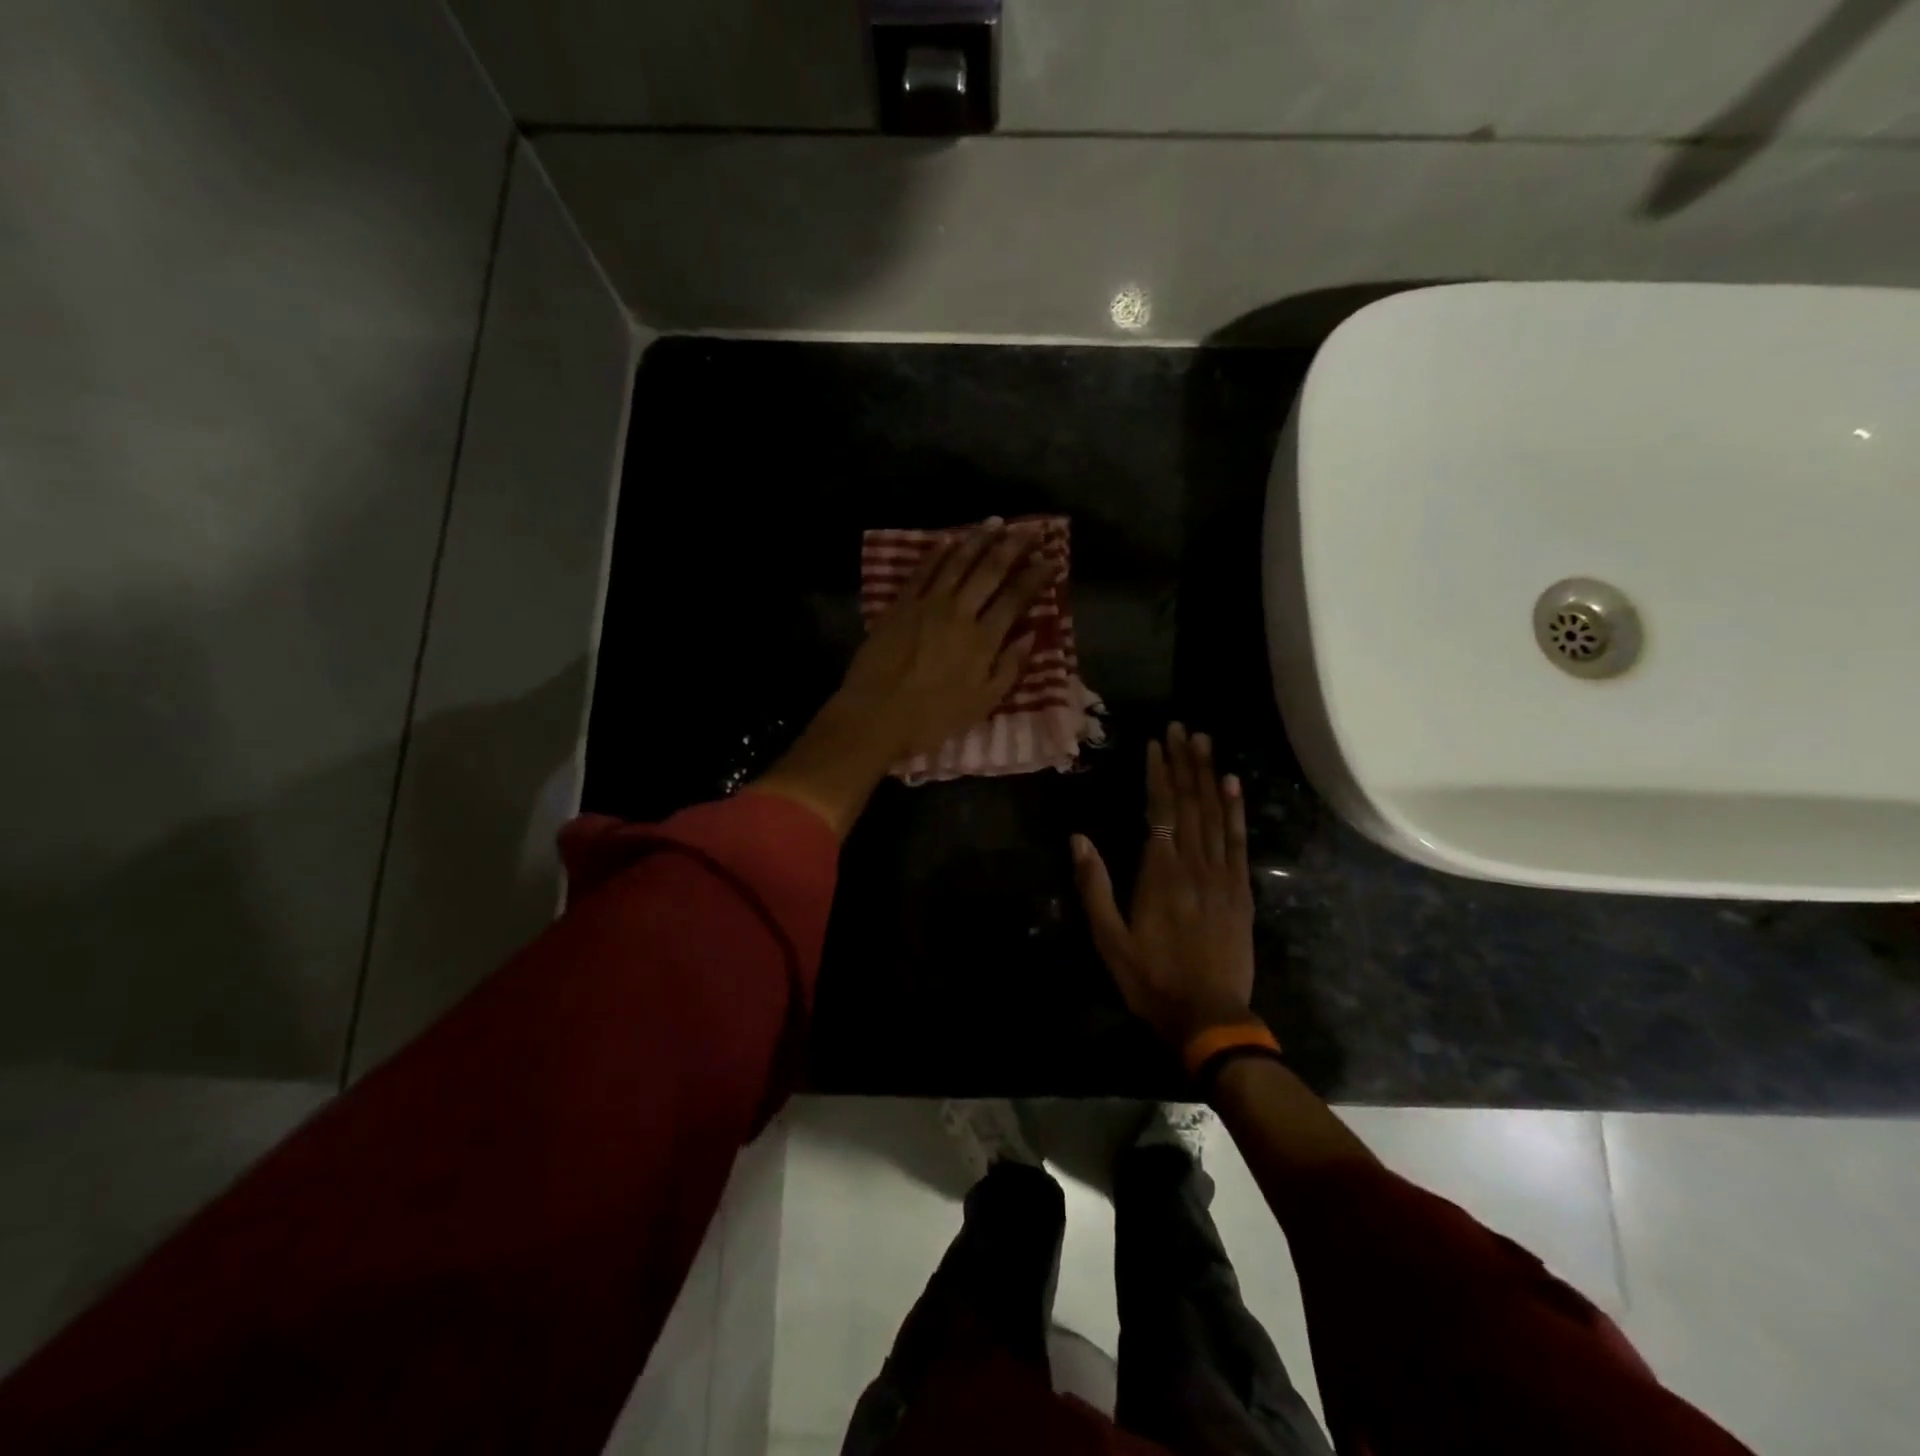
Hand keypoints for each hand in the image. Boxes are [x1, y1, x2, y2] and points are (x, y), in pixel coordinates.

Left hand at [836, 517, 1057, 760]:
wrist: (875, 715)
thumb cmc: (932, 718)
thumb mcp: (982, 704)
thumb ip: (1009, 668)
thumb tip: (1030, 635)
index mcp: (983, 640)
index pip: (1016, 598)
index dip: (1035, 576)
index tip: (1051, 559)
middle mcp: (959, 612)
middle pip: (990, 570)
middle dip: (1013, 546)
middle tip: (1030, 529)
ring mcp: (927, 604)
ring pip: (958, 562)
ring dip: (979, 539)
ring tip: (995, 522)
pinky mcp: (900, 604)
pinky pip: (923, 570)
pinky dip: (939, 552)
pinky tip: (950, 540)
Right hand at [1071, 724, 1255, 1047]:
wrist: (1209, 1016)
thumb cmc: (1151, 979)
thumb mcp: (1109, 939)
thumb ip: (1094, 886)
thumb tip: (1078, 838)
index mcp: (1160, 874)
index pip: (1161, 810)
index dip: (1159, 774)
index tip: (1156, 744)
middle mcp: (1194, 865)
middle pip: (1191, 803)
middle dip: (1185, 762)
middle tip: (1182, 728)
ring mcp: (1222, 876)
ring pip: (1216, 815)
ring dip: (1210, 775)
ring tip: (1205, 743)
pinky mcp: (1241, 891)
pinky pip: (1238, 842)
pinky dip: (1236, 810)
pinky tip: (1233, 786)